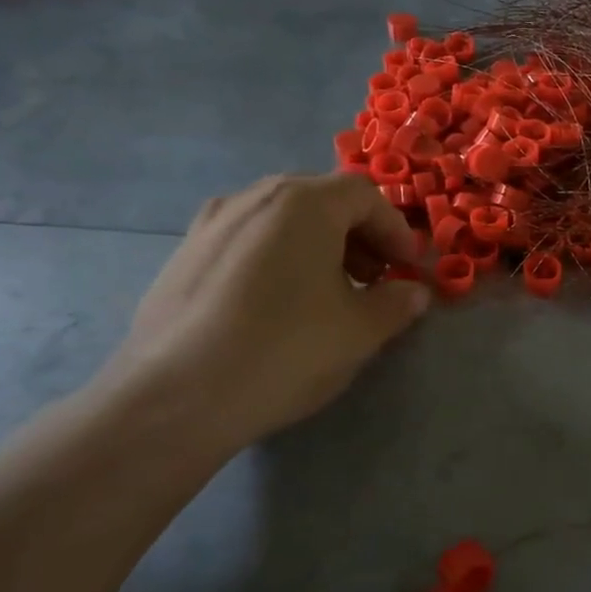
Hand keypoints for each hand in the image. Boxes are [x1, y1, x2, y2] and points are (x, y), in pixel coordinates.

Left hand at [93, 173, 428, 452]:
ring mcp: (210, 223)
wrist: (177, 397)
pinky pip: (246, 241)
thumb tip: (413, 292)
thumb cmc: (285, 350)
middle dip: (357, 234)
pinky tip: (277, 305)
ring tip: (328, 292)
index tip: (408, 268)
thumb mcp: (360, 331)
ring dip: (317, 245)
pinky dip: (277, 257)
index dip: (395, 229)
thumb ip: (396, 303)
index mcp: (303, 204)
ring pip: (280, 219)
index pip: (364, 195)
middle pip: (320, 200)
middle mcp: (253, 197)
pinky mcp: (183, 255)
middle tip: (373, 277)